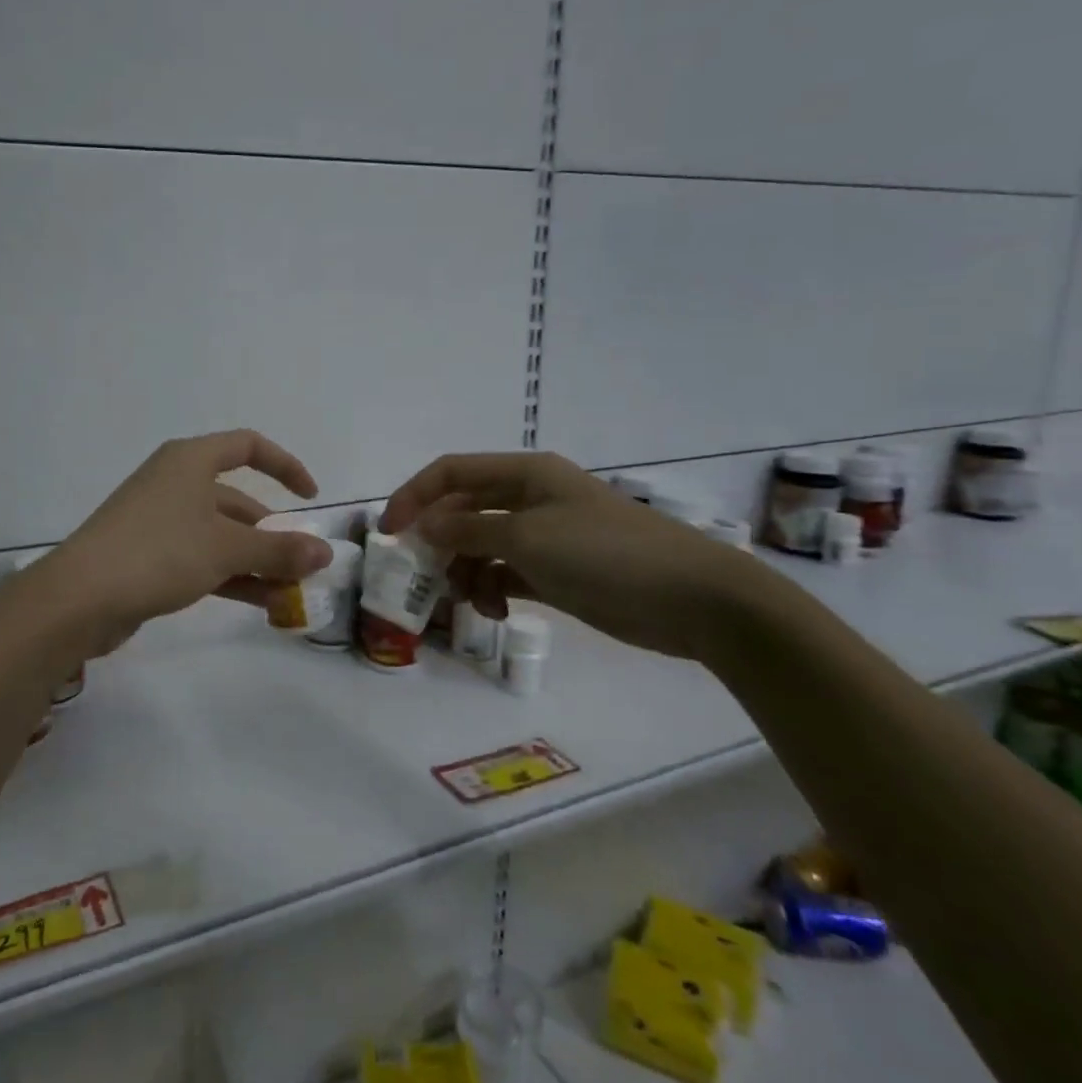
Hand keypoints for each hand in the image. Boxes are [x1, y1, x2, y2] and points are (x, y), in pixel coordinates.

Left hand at [44, 430, 333, 633]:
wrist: (78, 598)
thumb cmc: (158, 552)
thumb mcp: (227, 549)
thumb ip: (279, 550)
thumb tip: (326, 553)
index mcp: (191, 460)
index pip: (248, 446)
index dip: (285, 466)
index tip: (310, 498)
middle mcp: (175, 482)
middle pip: (237, 499)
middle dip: (273, 532)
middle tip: (303, 564)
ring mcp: (160, 519)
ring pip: (221, 534)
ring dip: (256, 561)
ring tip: (291, 592)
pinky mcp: (149, 555)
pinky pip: (202, 558)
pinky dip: (232, 576)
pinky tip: (261, 604)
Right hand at [380, 452, 773, 662]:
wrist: (693, 598)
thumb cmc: (605, 554)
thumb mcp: (528, 537)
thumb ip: (469, 528)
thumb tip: (425, 523)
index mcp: (524, 474)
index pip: (451, 472)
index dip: (414, 495)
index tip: (388, 531)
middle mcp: (529, 498)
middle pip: (463, 509)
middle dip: (439, 540)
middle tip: (422, 575)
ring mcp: (544, 535)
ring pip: (481, 544)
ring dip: (465, 570)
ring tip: (468, 601)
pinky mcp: (556, 571)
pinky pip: (505, 572)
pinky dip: (492, 588)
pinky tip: (494, 610)